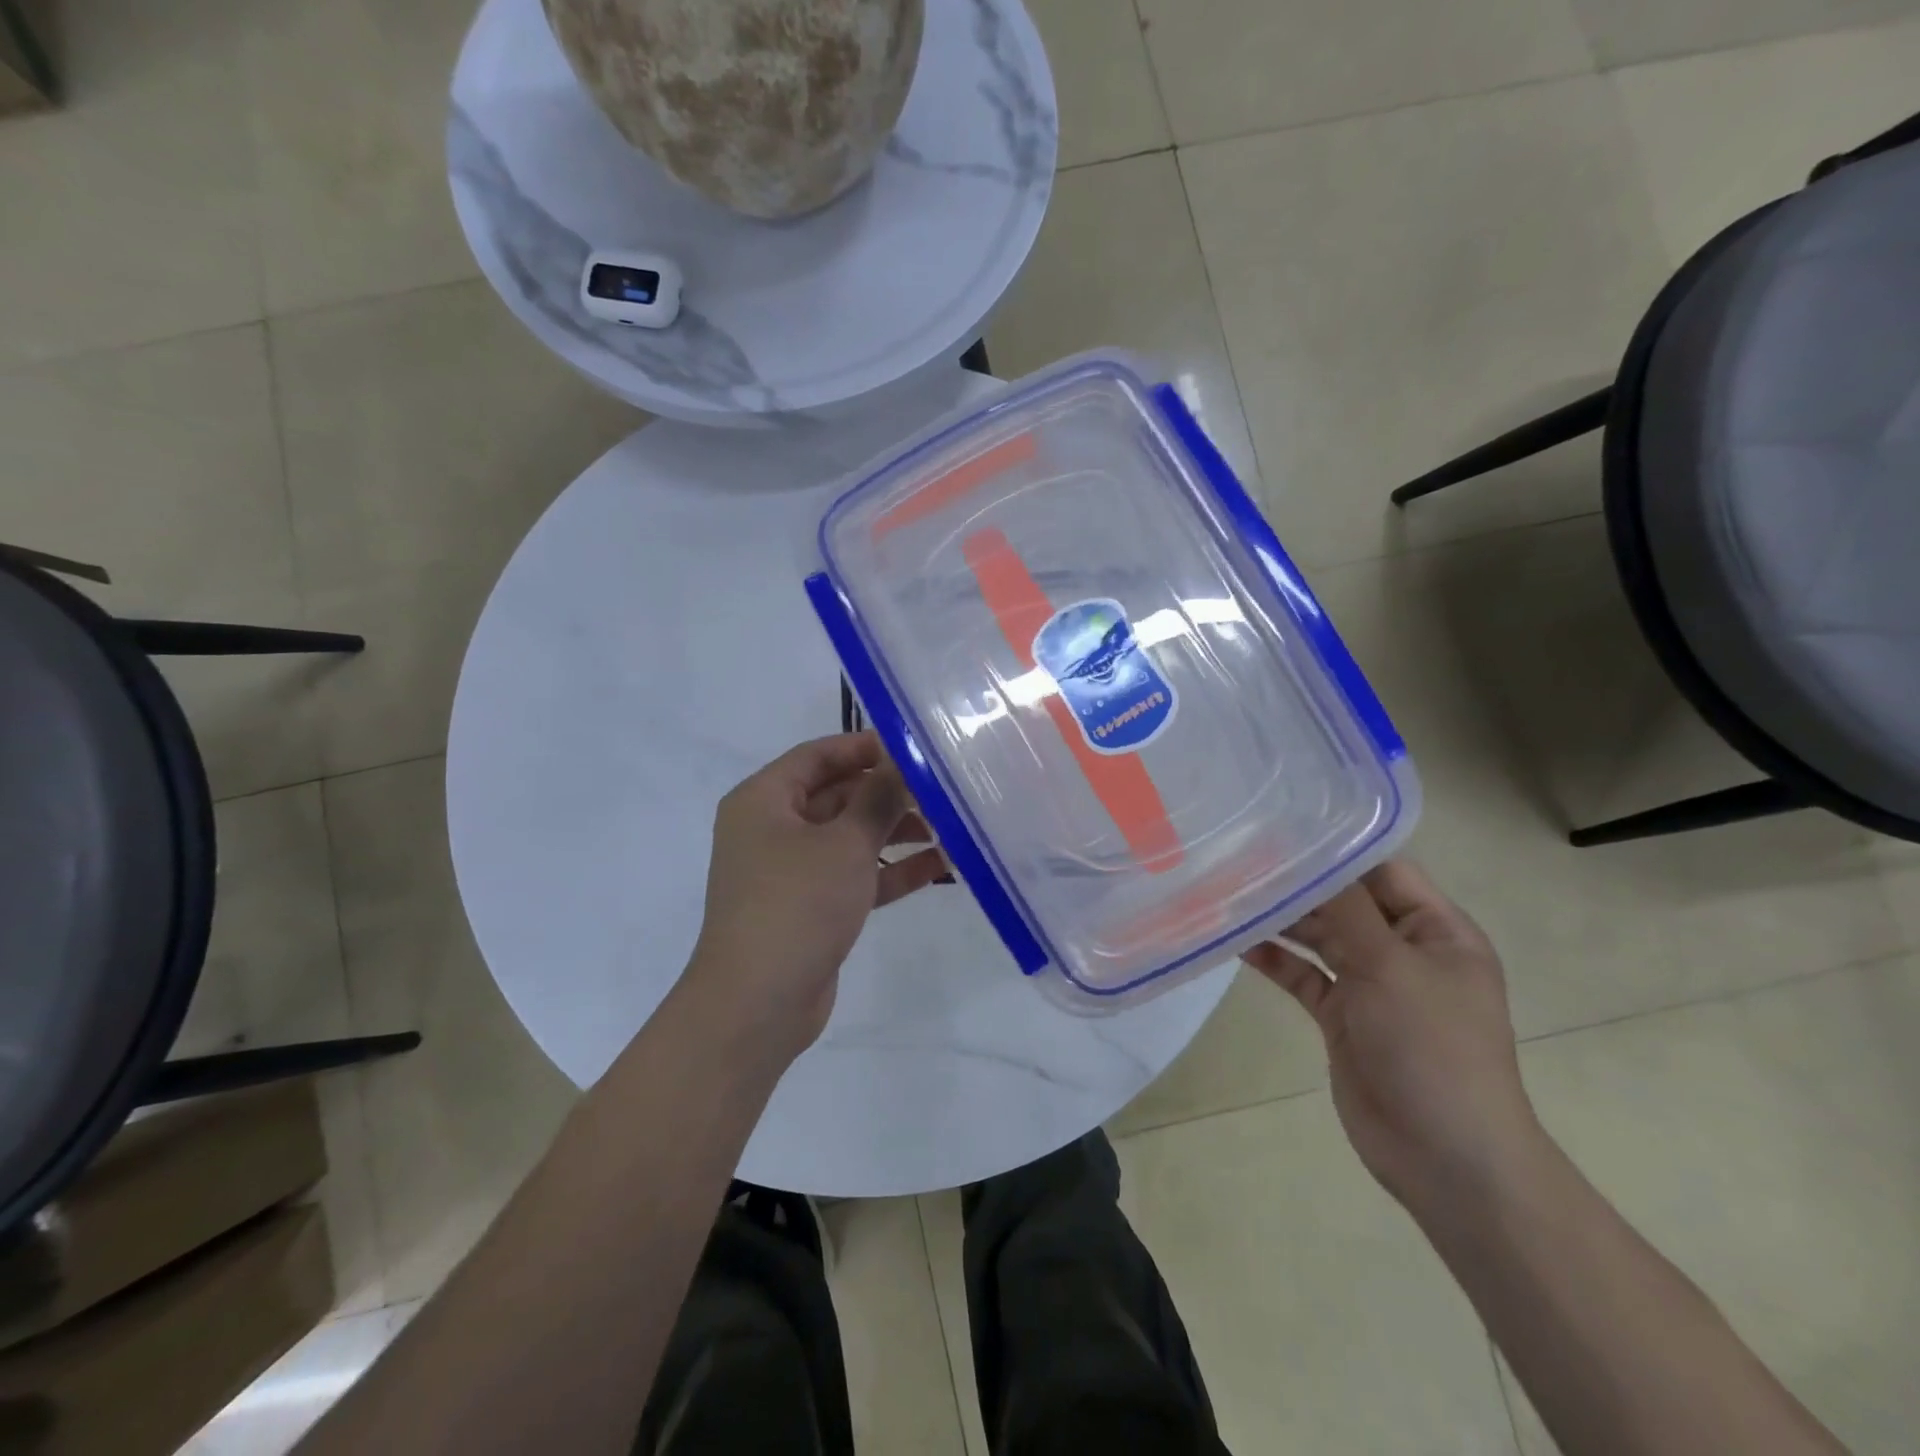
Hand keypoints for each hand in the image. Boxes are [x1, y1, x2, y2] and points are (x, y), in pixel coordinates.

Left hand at [686, 733, 946, 1065]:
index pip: (818, 755)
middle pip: (838, 795)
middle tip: (941, 791)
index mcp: (764, 800)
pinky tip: (939, 866)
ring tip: (949, 828)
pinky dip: (890, 870)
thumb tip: (903, 762)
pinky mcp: (811, 907)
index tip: (914, 750)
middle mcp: (773, 828)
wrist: (757, 1004)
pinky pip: (854, 875)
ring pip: (849, 837)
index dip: (865, 747)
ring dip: (895, 832)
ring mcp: (791, 871)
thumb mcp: (845, 843)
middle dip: (888, 793)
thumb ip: (878, 798)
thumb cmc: (796, 905)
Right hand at [1243, 861, 1544, 1210]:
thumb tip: (1311, 854)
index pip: (1383, 871)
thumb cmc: (1432, 1048)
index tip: (1279, 827)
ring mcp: (1371, 985)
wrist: (1445, 1157)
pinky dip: (1275, 960)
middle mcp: (1404, 950)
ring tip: (1230, 893)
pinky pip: (1303, 976)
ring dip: (1281, 920)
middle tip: (1239, 858)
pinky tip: (1238, 943)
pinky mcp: (1342, 1016)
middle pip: (1345, 902)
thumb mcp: (1390, 967)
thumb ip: (1347, 908)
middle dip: (1299, 884)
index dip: (1336, 849)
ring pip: (1320, 937)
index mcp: (1437, 931)